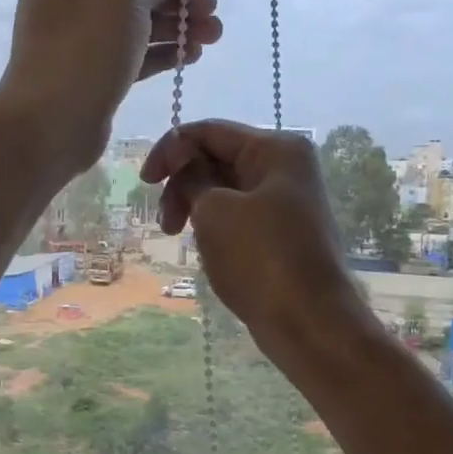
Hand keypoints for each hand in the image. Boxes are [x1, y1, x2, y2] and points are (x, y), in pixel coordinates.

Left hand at [0, 0, 221, 176]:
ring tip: (214, 35)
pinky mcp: (92, 73)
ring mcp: (79, 38)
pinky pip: (133, 53)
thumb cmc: (83, 49)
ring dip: (177, 26)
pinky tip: (192, 55)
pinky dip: (162, 52)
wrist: (50, 124)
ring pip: (137, 22)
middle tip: (213, 9)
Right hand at [141, 120, 368, 355]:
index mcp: (276, 149)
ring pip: (224, 191)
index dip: (170, 150)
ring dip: (194, 208)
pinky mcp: (280, 234)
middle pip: (216, 159)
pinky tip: (206, 249)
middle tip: (166, 225)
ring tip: (179, 239)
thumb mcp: (215, 210)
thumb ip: (192, 176)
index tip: (144, 183)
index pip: (209, 132)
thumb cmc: (260, 258)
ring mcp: (285, 203)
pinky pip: (236, 217)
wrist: (308, 321)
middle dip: (182, 185)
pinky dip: (213, 226)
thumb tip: (185, 161)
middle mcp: (284, 168)